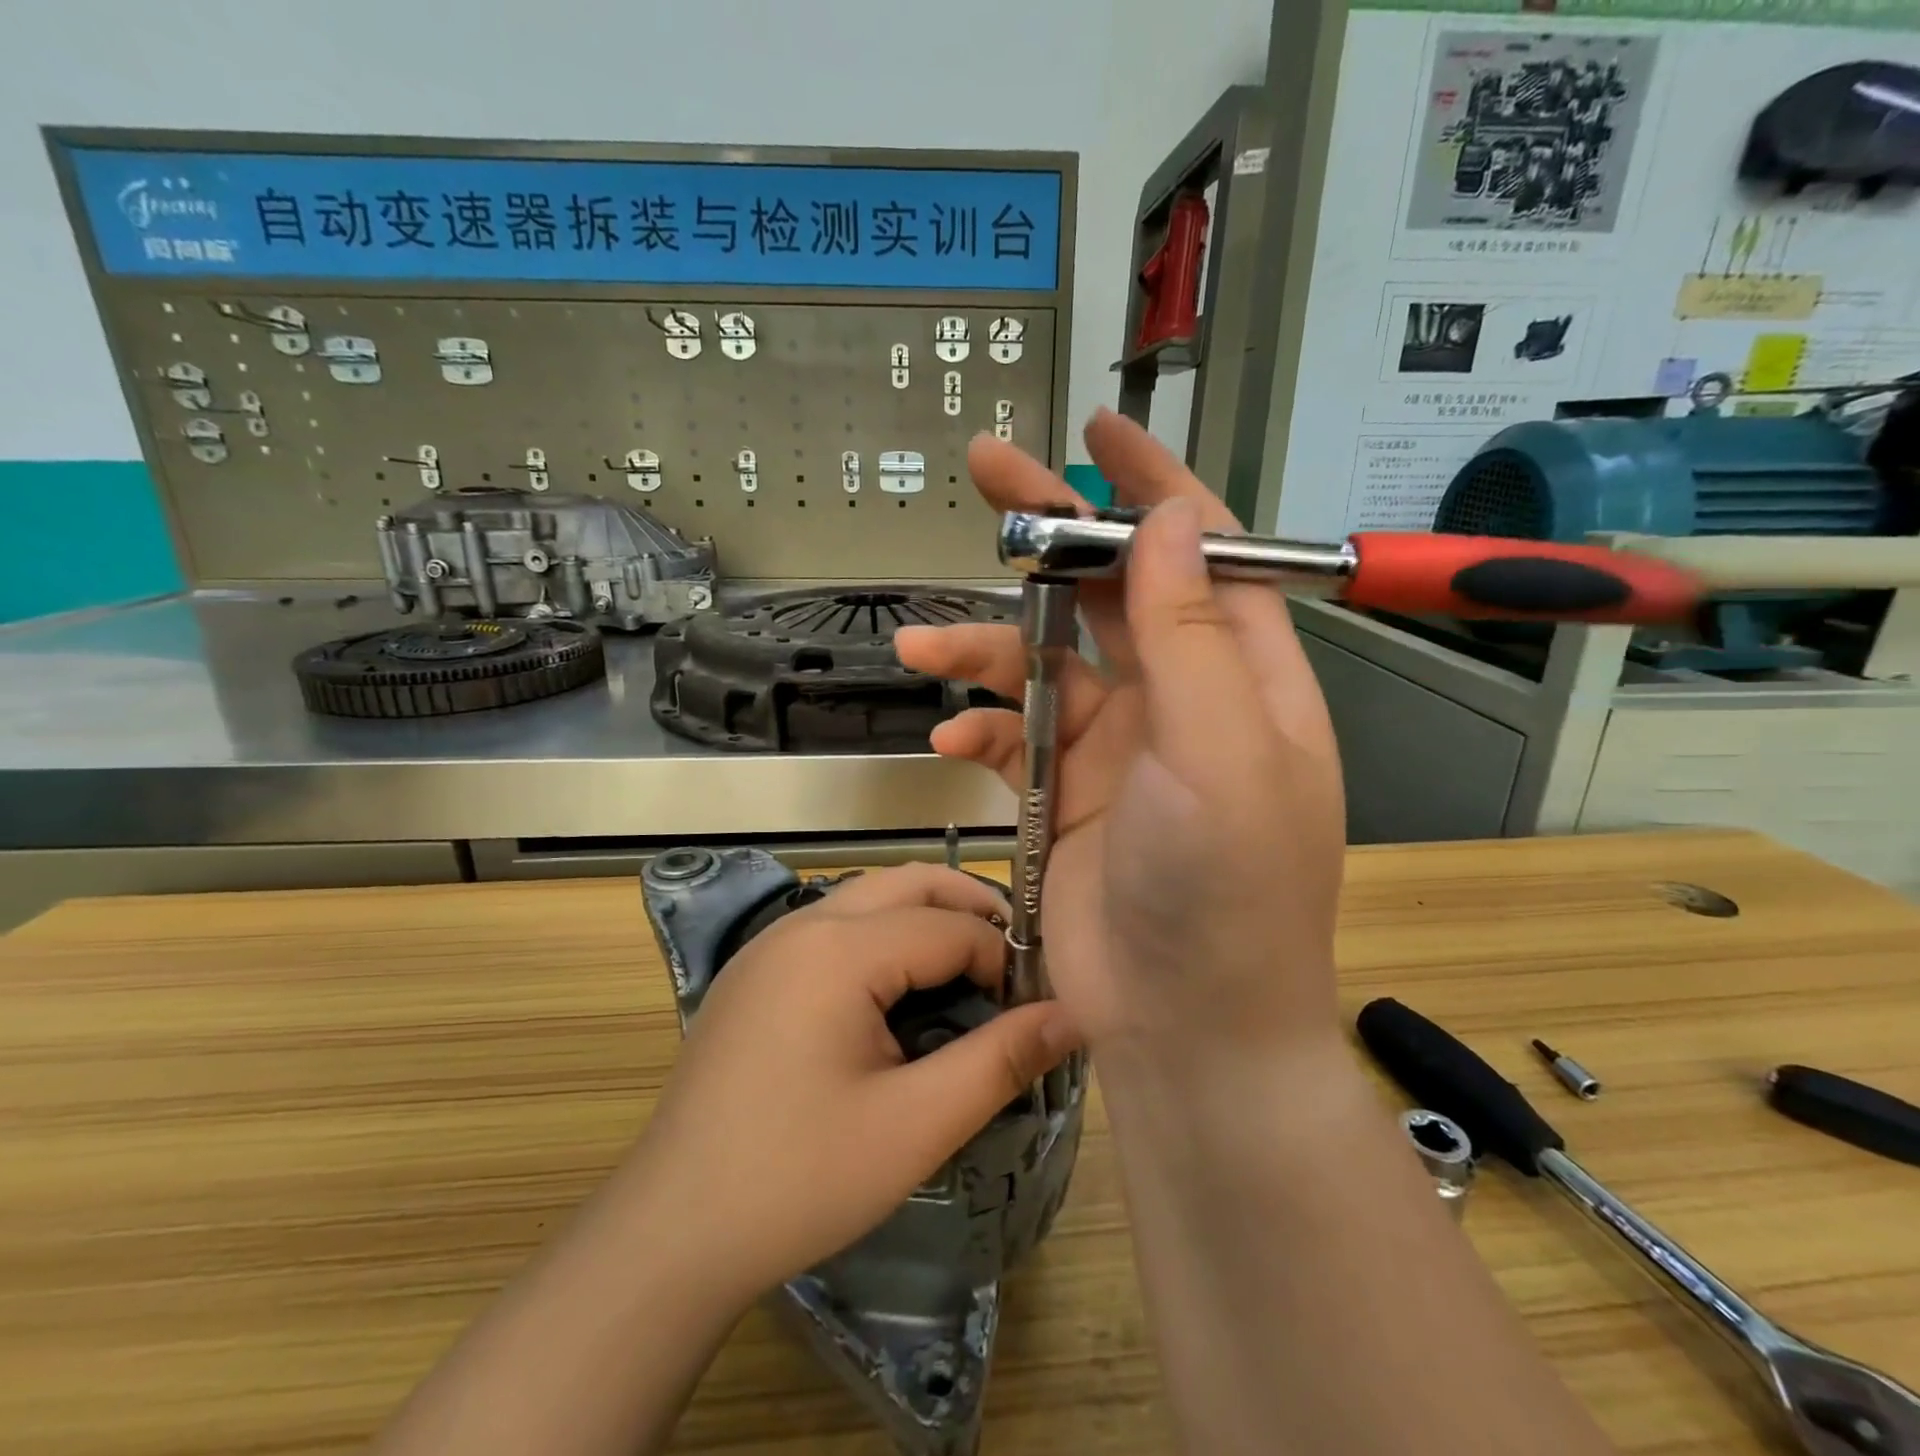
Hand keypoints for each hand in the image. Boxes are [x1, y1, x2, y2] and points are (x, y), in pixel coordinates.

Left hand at [620, 863, 1079, 1306]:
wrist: (669, 1232)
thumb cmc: (798, 1179)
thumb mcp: (914, 1126)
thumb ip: (999, 1061)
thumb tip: (1072, 1014)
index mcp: (838, 949)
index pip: (949, 926)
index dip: (1004, 959)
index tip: (1036, 1004)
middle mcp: (802, 925)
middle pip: (908, 883)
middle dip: (970, 907)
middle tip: (1015, 961)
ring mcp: (770, 944)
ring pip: (869, 897)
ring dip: (925, 916)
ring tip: (968, 969)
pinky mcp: (754, 971)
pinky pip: (834, 925)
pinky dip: (883, 934)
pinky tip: (897, 990)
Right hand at [895, 410, 1346, 1071]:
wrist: (1186, 1030)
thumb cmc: (1225, 893)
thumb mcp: (1219, 753)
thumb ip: (1189, 638)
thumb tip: (1165, 524)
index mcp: (1243, 677)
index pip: (1200, 551)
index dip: (1152, 485)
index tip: (1099, 433)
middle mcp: (1183, 700)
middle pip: (1112, 590)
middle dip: (1051, 535)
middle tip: (987, 474)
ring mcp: (1121, 748)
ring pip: (1047, 663)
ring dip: (986, 648)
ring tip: (922, 646)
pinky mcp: (1069, 795)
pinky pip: (1017, 737)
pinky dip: (982, 730)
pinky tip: (952, 740)